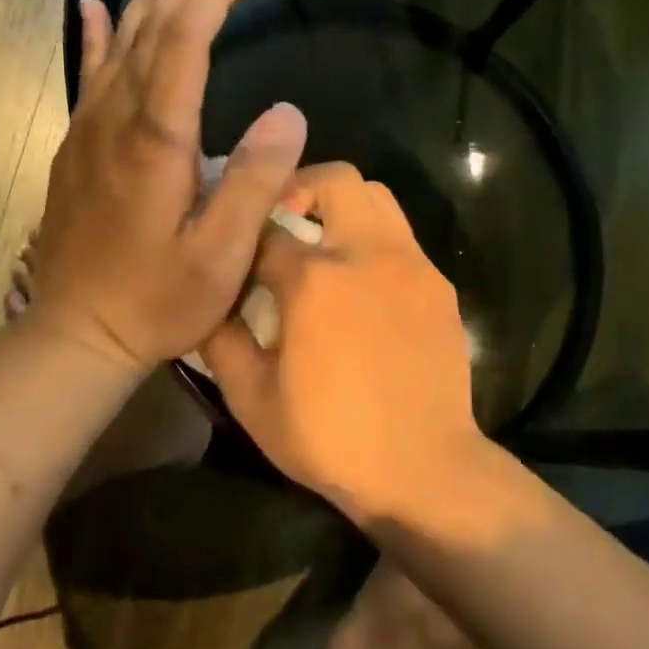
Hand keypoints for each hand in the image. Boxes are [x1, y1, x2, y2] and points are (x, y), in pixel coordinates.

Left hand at [23, 0, 306, 370]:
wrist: (76, 334)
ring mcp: (88, 135)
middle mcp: (116, 125)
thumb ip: (255, 182)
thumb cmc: (159, 300)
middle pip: (148, 38)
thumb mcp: (221, 254)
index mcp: (156, 144)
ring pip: (115, 50)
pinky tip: (92, 10)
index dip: (209, 2)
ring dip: (140, 1)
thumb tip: (288, 112)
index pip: (183, 51)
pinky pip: (88, 80)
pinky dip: (93, 39)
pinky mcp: (76, 152)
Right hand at [200, 163, 488, 520]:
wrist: (423, 468)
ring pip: (378, 197)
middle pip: (335, 180)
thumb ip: (221, 339)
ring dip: (344, 206)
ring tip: (324, 247)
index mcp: (315, 280)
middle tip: (283, 223)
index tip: (237, 251)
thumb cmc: (330, 438)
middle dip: (300, 188)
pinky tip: (364, 288)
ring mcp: (412, 265)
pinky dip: (375, 242)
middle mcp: (367, 254)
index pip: (268, 227)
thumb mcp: (252, 399)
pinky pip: (403, 238)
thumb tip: (208, 302)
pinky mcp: (440, 285)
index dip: (245, 235)